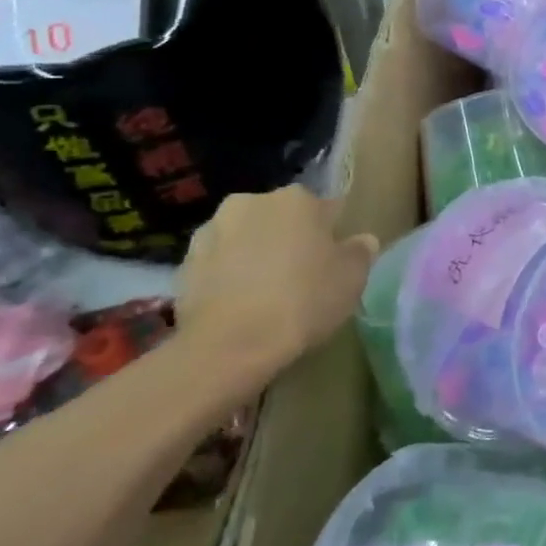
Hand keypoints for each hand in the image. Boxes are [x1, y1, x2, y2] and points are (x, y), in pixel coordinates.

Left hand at [175, 187, 376, 386]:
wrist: (230, 346)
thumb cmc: (303, 301)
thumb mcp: (352, 278)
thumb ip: (360, 252)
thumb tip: (362, 241)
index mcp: (297, 199)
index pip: (325, 210)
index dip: (332, 237)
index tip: (334, 263)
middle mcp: (251, 202)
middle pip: (281, 219)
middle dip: (290, 240)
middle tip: (301, 277)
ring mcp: (212, 230)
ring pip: (246, 238)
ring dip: (255, 255)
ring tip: (265, 294)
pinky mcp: (183, 263)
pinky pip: (219, 264)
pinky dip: (229, 276)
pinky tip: (239, 306)